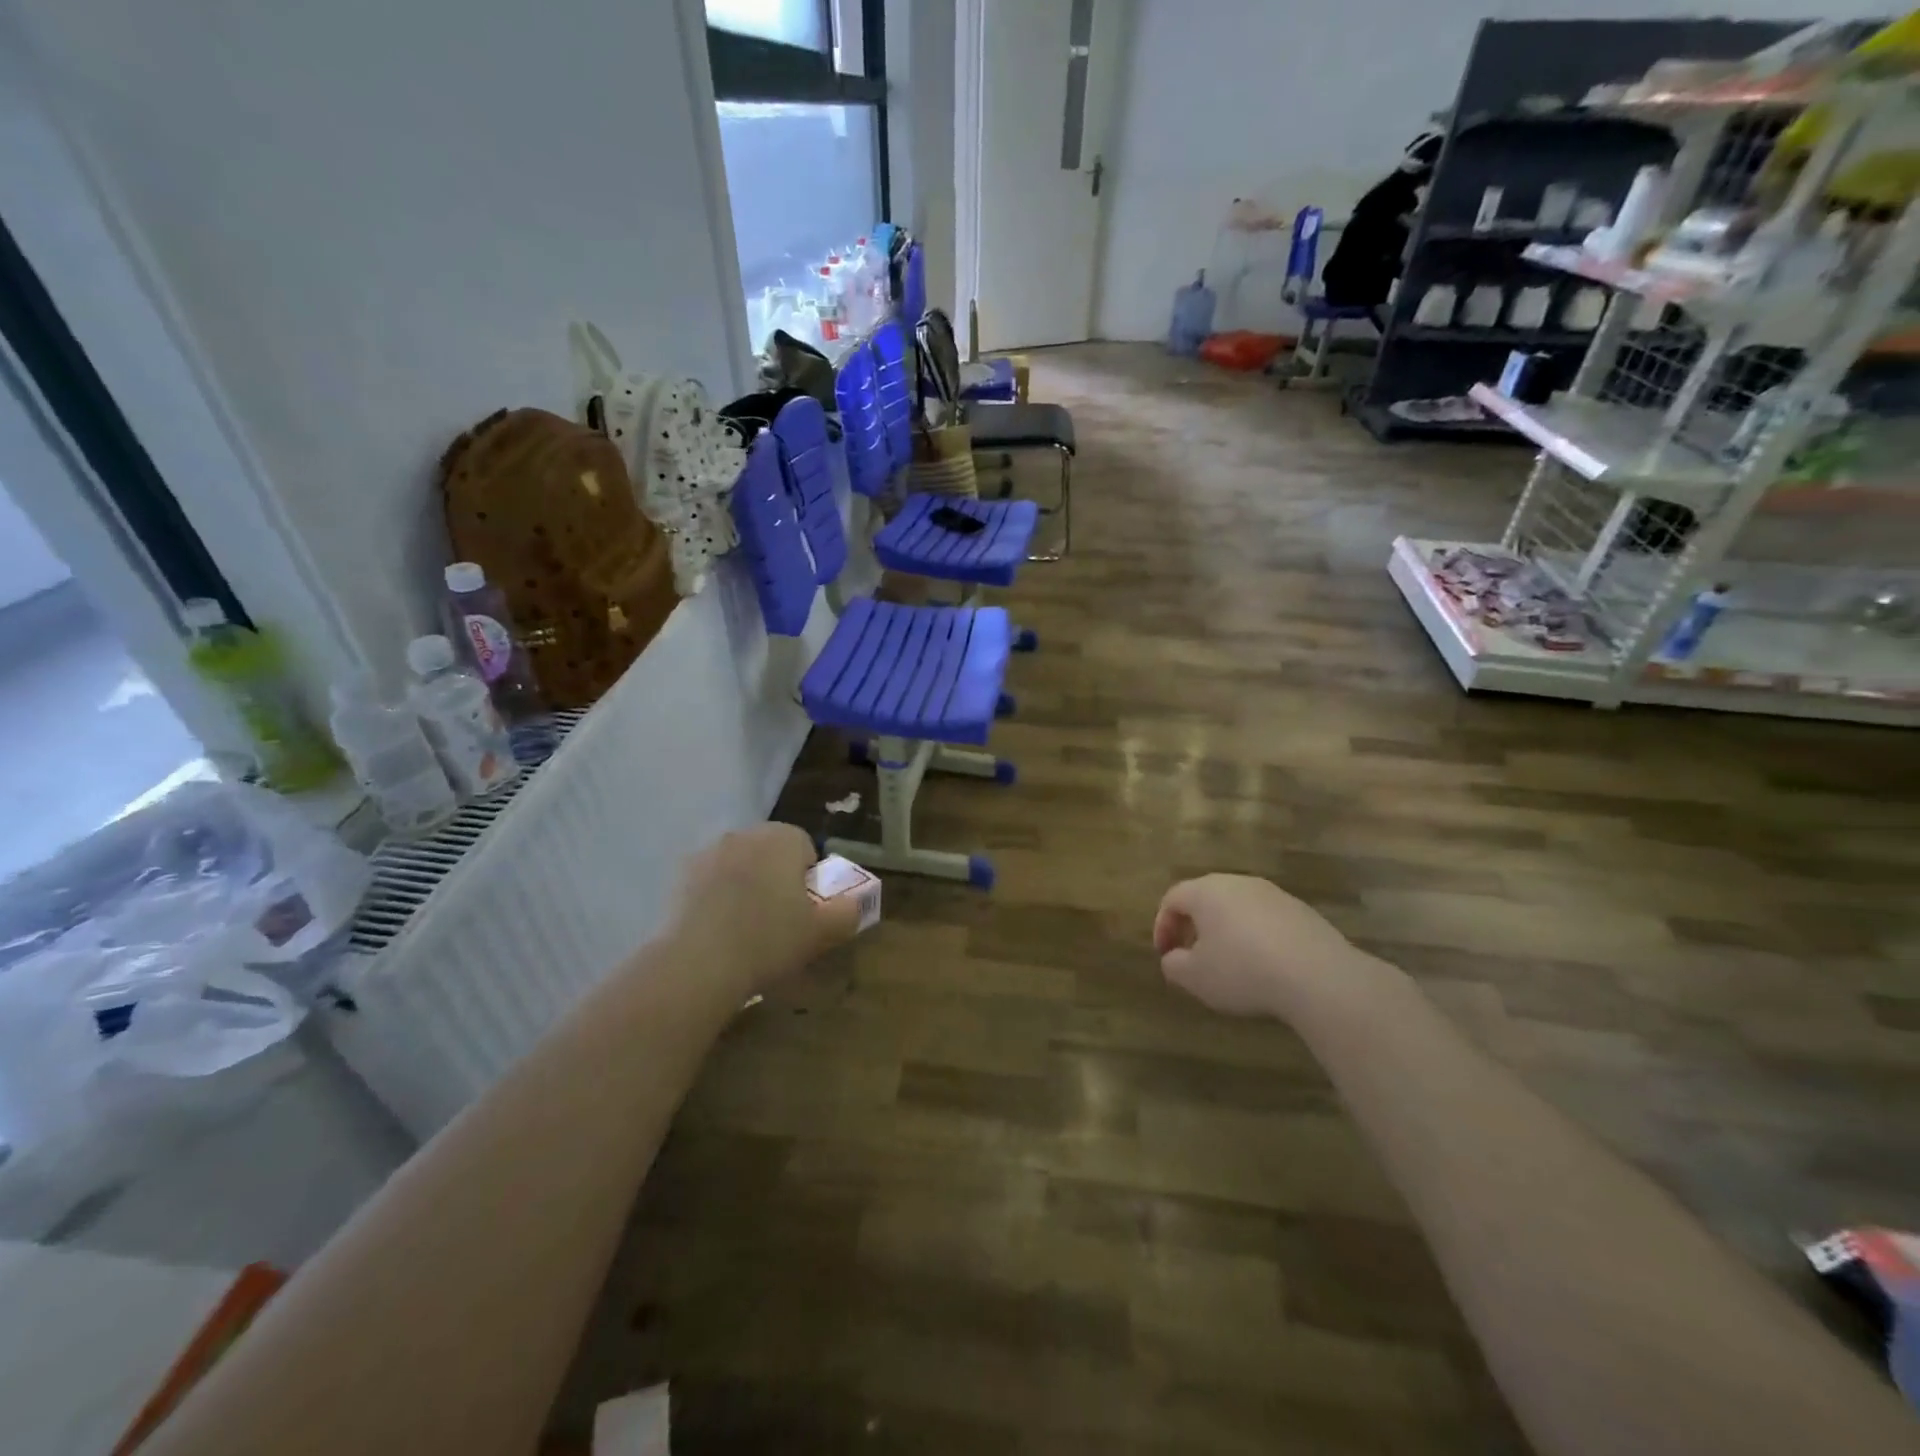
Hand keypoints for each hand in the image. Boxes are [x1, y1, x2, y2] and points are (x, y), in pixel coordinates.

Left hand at [668, 825, 860, 995]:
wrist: (698, 962)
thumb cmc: (769, 940)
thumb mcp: (822, 932)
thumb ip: (847, 913)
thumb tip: (853, 904)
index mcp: (782, 838)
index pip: (805, 846)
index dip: (808, 877)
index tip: (804, 909)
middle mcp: (745, 834)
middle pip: (769, 852)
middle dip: (775, 877)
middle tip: (778, 919)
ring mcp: (708, 852)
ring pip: (738, 865)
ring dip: (744, 885)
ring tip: (744, 928)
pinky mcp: (679, 876)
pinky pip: (709, 882)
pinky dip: (715, 897)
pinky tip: (716, 931)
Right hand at [1153, 874, 1359, 1019]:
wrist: (1318, 976)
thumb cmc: (1243, 971)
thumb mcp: (1195, 977)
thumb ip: (1174, 965)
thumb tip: (1173, 958)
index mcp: (1206, 891)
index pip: (1172, 898)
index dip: (1163, 926)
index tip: (1165, 954)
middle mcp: (1238, 883)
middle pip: (1205, 898)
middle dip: (1194, 926)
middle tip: (1192, 955)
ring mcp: (1273, 894)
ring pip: (1238, 907)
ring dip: (1226, 930)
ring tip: (1229, 962)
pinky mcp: (1302, 911)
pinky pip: (1266, 919)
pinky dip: (1257, 937)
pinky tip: (1264, 965)